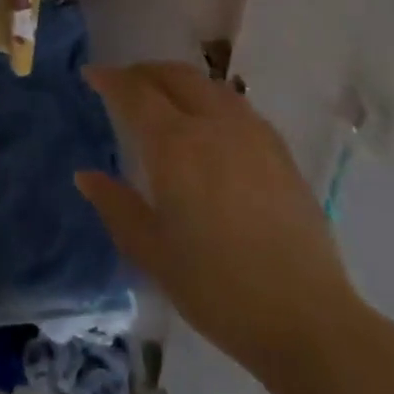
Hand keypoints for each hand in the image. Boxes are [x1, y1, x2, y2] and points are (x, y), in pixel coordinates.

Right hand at [77, 62, 362, 379]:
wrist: (307, 320)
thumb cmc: (218, 288)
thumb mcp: (153, 253)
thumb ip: (116, 207)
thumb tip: (86, 175)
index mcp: (175, 144)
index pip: (135, 92)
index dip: (110, 79)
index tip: (92, 74)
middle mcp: (213, 123)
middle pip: (174, 76)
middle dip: (144, 72)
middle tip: (124, 83)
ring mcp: (251, 133)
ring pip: (207, 84)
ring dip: (178, 80)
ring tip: (164, 97)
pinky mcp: (279, 150)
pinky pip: (235, 104)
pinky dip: (209, 98)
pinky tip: (209, 123)